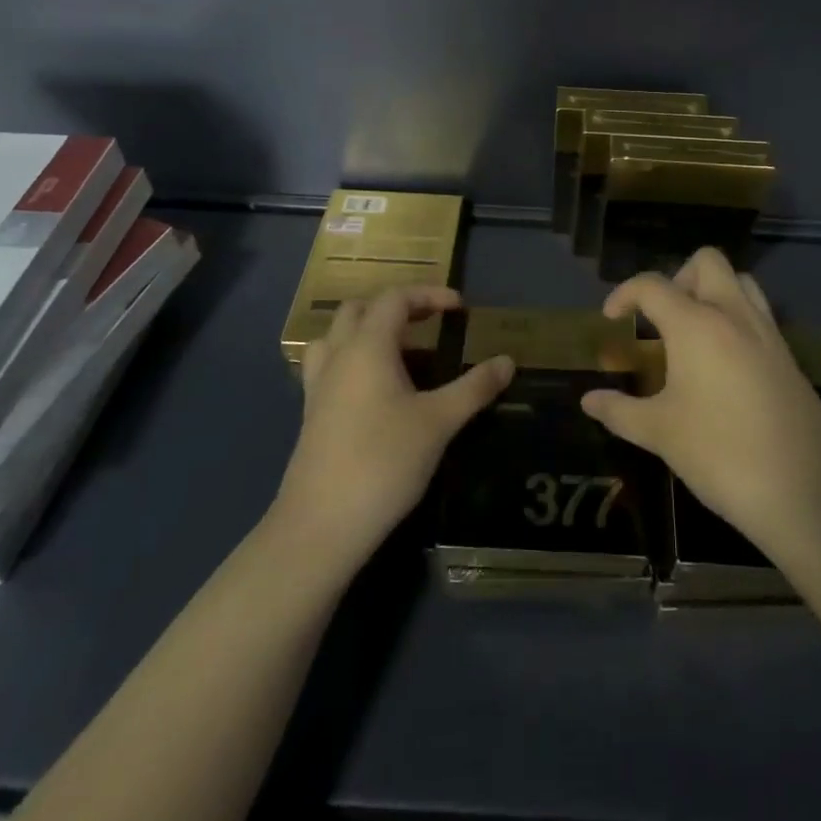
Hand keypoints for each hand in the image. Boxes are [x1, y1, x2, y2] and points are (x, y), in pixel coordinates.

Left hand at [273, 286, 513, 576]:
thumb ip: (474, 388)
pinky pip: (330, 367)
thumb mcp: (439, 422)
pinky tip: (377, 391)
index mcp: (367, 346)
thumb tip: (508, 361)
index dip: (429, 294)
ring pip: (337, 336)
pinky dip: (354, 360)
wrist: (320, 526)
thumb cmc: (383, 462)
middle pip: (360, 309)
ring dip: (367, 331)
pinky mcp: (312, 415)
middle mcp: (339, 356)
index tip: (460, 309)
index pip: (395, 298)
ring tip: (401, 352)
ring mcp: (319, 386)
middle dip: (397, 307)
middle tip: (430, 323)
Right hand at [582, 249, 820, 568]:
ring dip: (712, 291)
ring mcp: (767, 332)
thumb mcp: (660, 433)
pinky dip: (735, 318)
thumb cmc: (721, 454)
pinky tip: (723, 363)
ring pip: (740, 281)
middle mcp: (733, 314)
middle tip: (661, 318)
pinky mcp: (788, 355)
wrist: (805, 490)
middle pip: (706, 262)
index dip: (624, 294)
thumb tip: (588, 400)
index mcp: (696, 324)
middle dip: (677, 277)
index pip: (653, 284)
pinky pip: (758, 314)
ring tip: (692, 332)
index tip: (611, 319)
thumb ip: (620, 411)